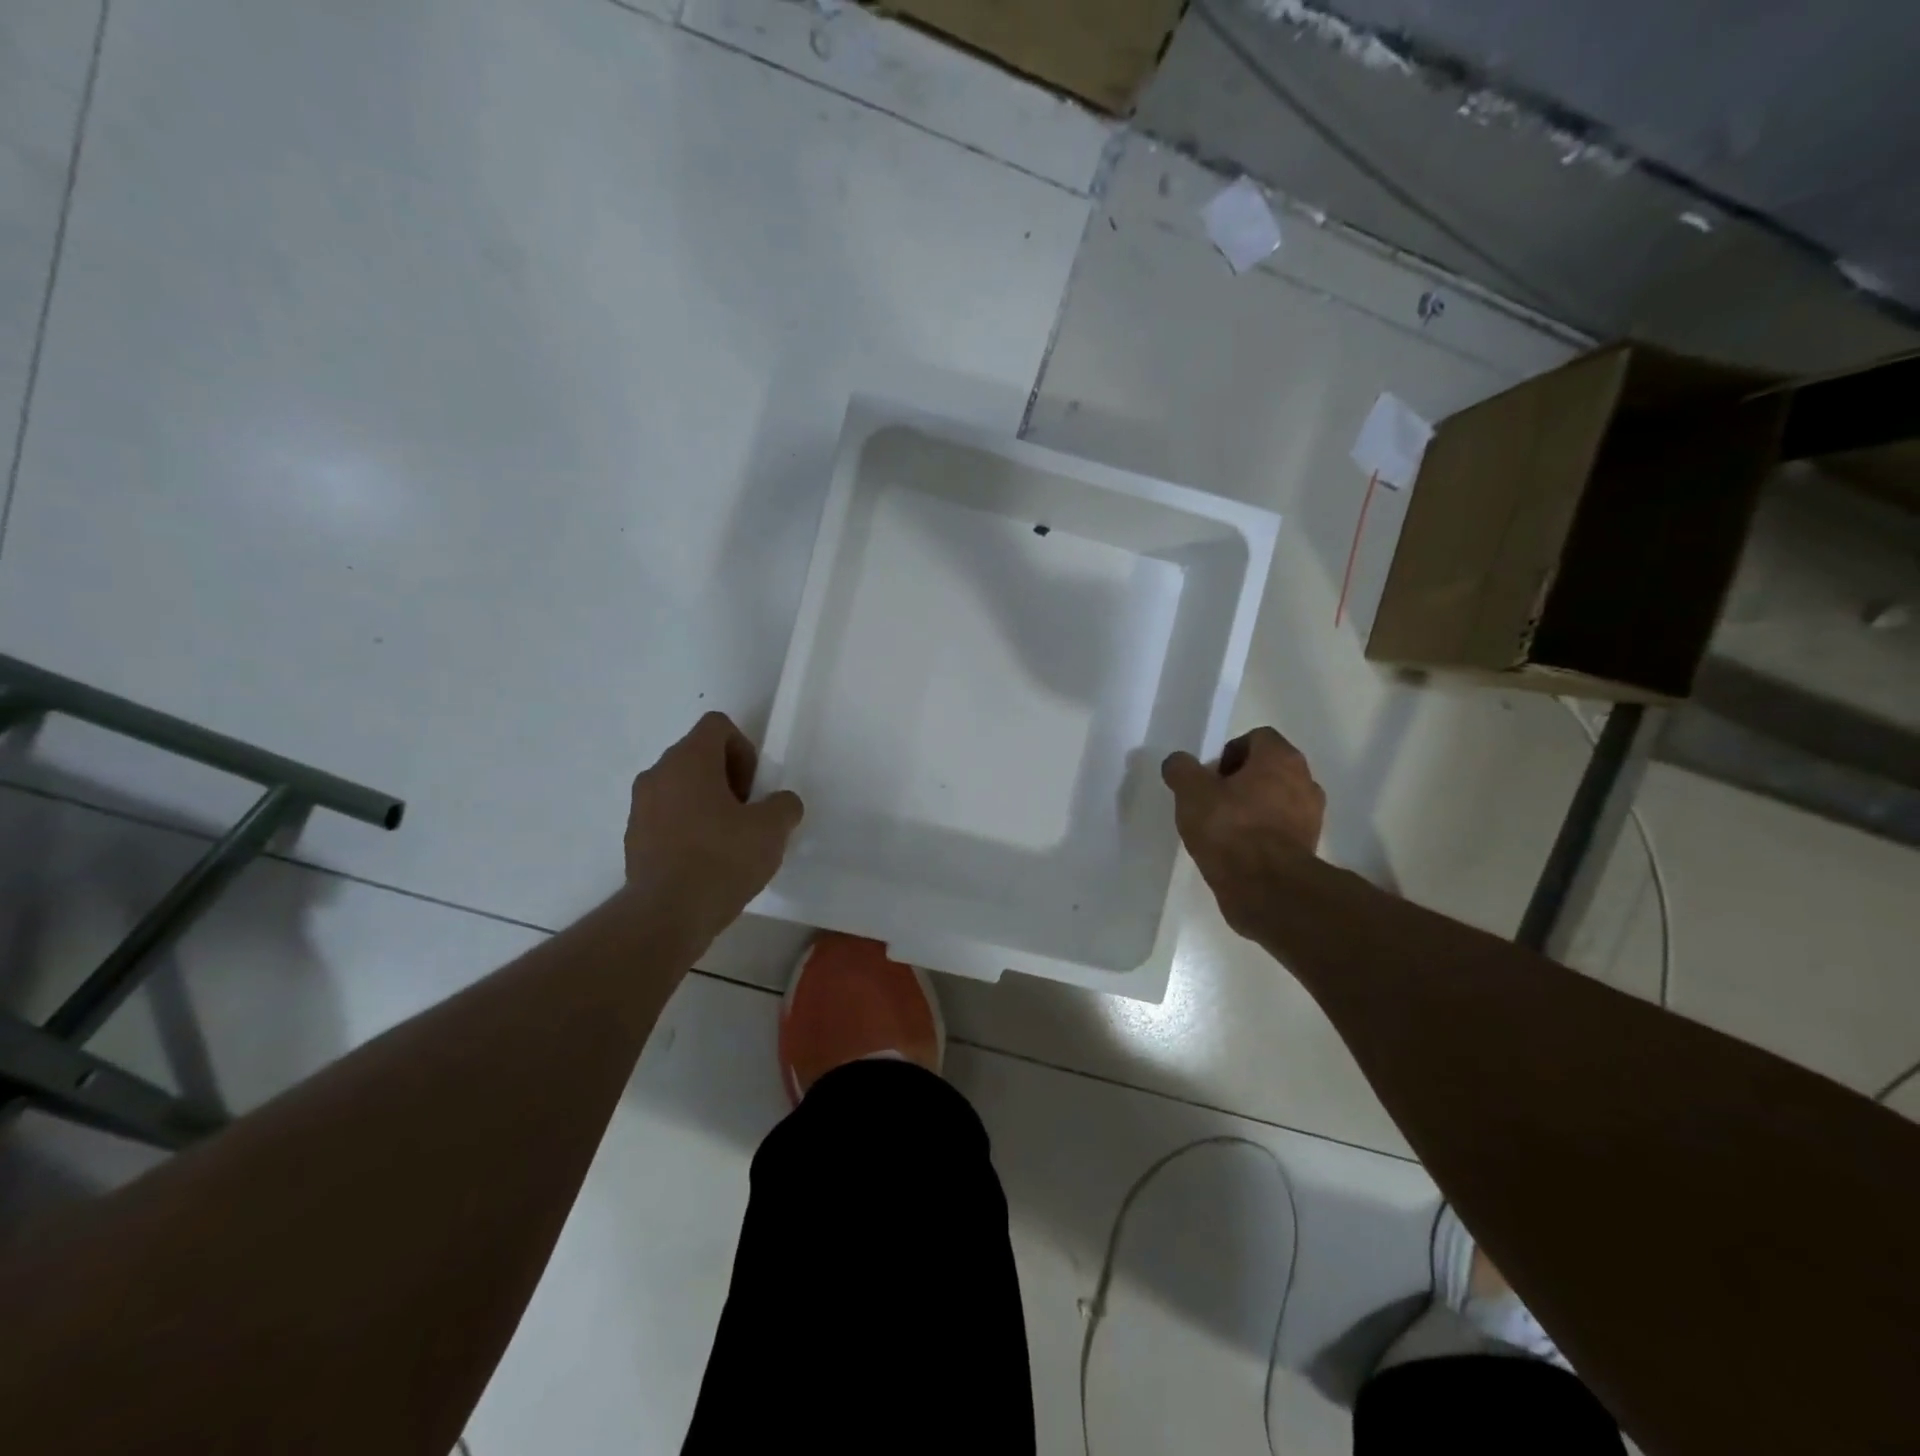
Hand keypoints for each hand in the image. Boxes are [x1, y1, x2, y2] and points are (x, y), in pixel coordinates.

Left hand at [625, 712, 803, 938]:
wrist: (666, 915)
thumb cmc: (722, 859)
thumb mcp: (772, 830)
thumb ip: (784, 805)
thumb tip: (780, 804)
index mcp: (689, 759)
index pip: (718, 726)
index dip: (744, 750)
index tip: (754, 788)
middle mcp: (658, 773)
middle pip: (699, 756)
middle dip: (728, 778)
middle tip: (747, 814)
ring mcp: (640, 806)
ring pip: (681, 787)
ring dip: (707, 803)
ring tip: (729, 841)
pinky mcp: (633, 837)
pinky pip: (667, 816)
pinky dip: (687, 827)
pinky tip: (706, 861)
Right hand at [1162, 728, 1325, 936]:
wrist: (1266, 888)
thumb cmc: (1230, 828)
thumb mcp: (1191, 792)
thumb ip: (1181, 769)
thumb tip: (1179, 763)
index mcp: (1281, 758)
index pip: (1257, 738)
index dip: (1229, 752)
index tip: (1208, 777)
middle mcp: (1305, 780)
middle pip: (1268, 769)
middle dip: (1240, 781)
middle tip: (1211, 800)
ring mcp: (1311, 816)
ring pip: (1276, 799)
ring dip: (1252, 807)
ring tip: (1222, 828)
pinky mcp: (1308, 847)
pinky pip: (1280, 829)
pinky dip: (1262, 833)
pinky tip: (1237, 850)